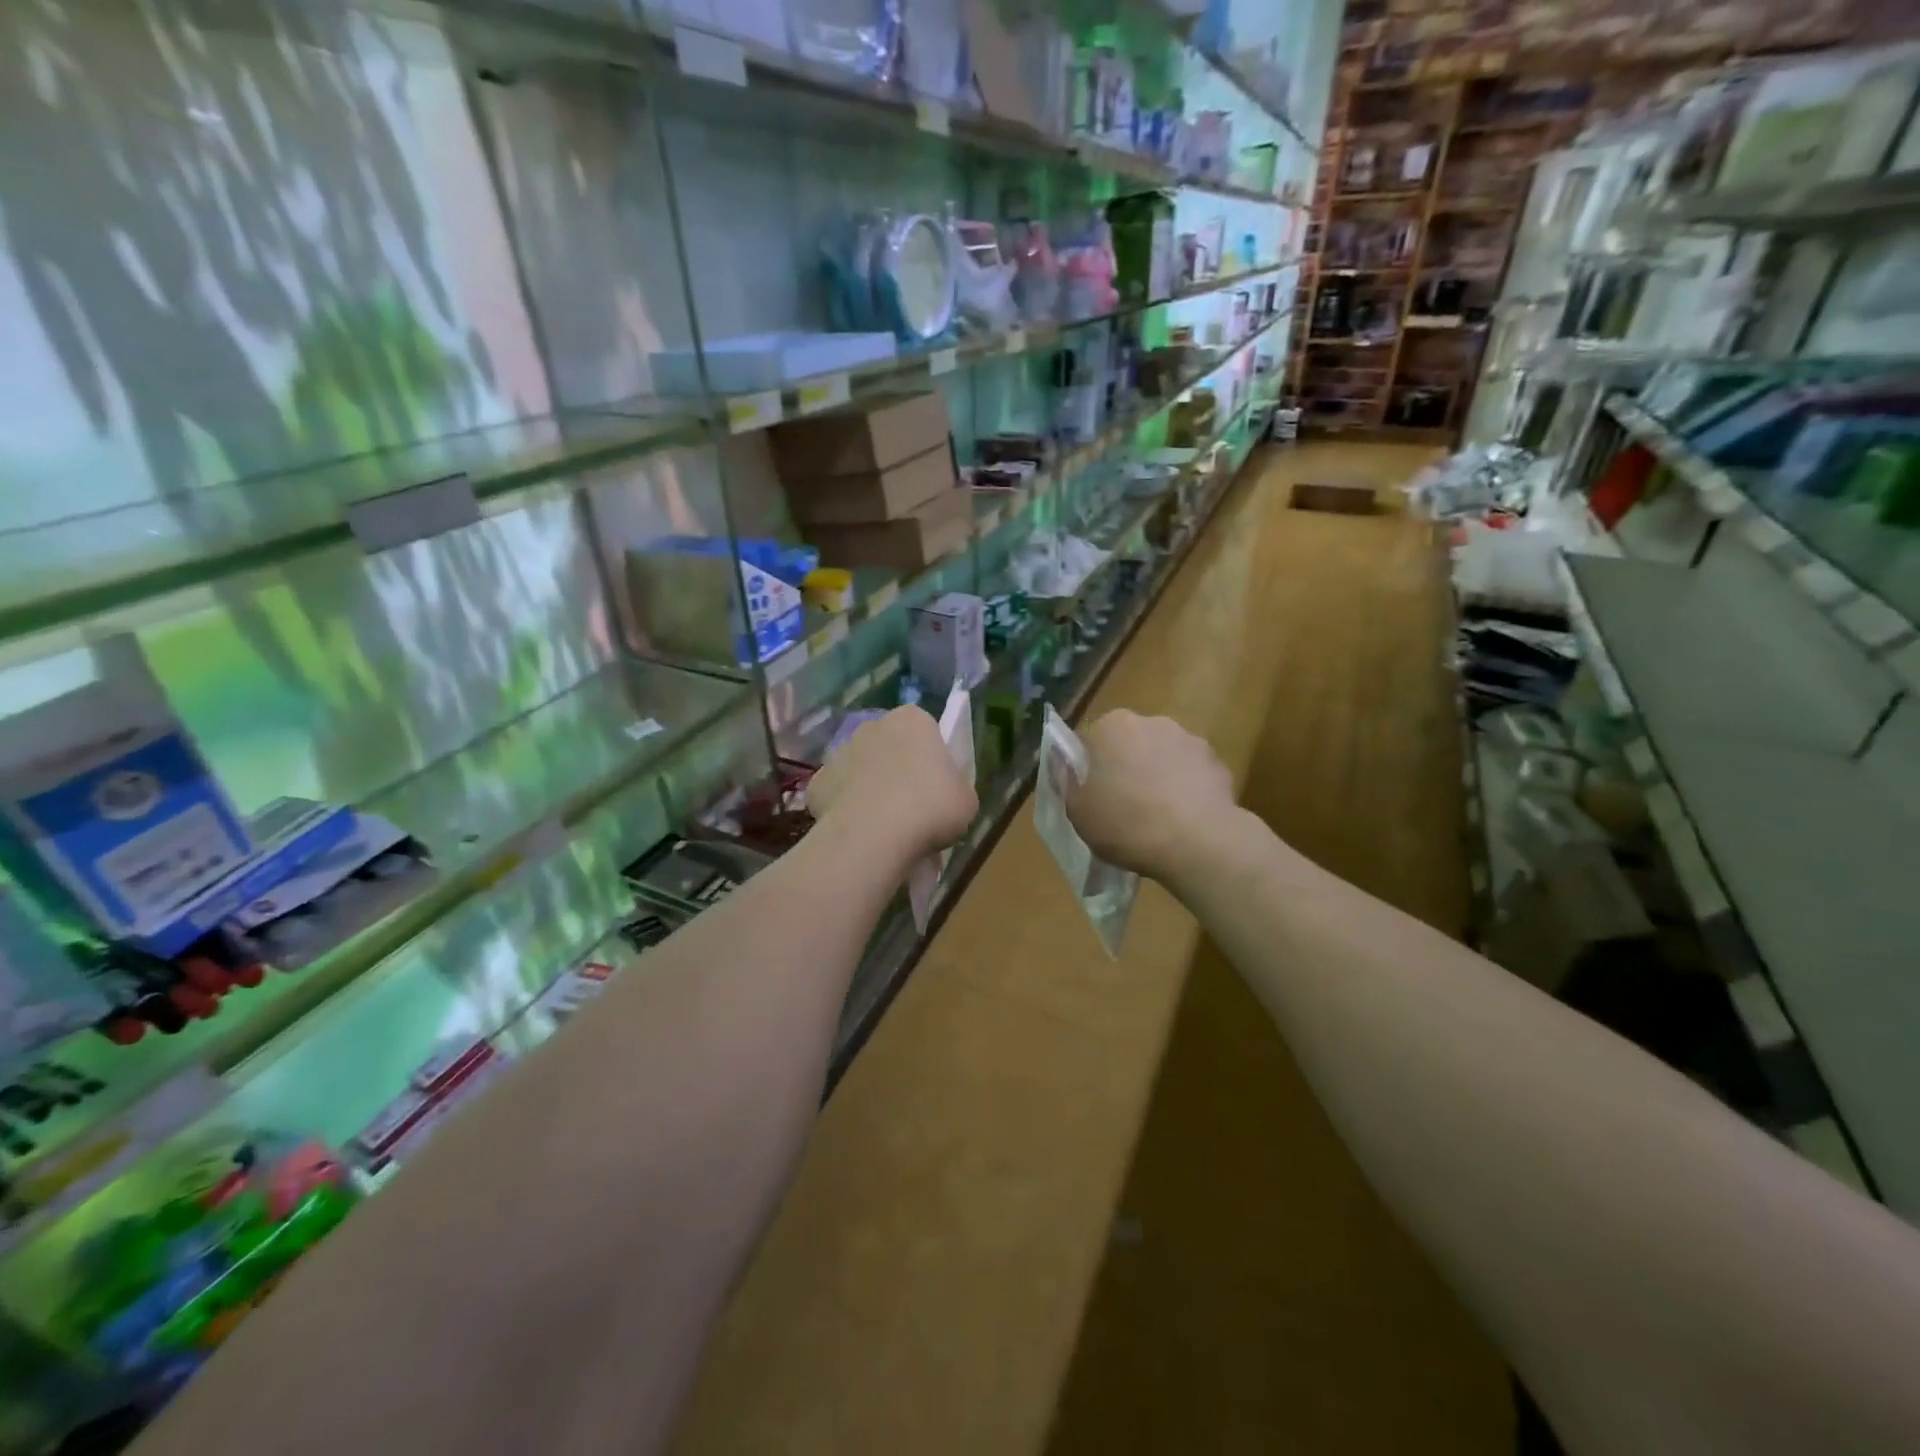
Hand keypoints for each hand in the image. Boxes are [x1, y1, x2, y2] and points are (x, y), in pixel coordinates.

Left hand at [809, 706, 977, 864]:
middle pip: (889, 746)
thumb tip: (945, 794)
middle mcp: (872, 726)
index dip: (932, 759)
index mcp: (913, 720)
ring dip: (870, 788)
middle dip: (898, 770)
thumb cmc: (930, 809)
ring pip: (861, 769)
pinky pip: (837, 795)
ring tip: (885, 826)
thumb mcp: (966, 801)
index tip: (937, 787)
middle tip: (913, 807)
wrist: (873, 836)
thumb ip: (956, 788)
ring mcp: (839, 752)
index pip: (926, 730)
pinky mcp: (817, 783)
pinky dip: (846, 811)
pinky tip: (859, 834)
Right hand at [1065, 710, 1235, 881]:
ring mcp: (1189, 739)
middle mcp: (1150, 721)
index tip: (1092, 796)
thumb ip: (1066, 782)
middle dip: (1125, 767)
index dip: (1088, 769)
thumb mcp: (1078, 812)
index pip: (1090, 741)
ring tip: (1157, 816)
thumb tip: (1064, 764)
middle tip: (1122, 806)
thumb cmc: (1126, 824)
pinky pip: (1191, 773)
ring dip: (1157, 775)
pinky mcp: (1217, 762)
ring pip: (1162, 756)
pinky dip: (1186, 789)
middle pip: (1129, 744)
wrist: (1197, 842)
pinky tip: (1183, 819)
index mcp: (1111, 726)